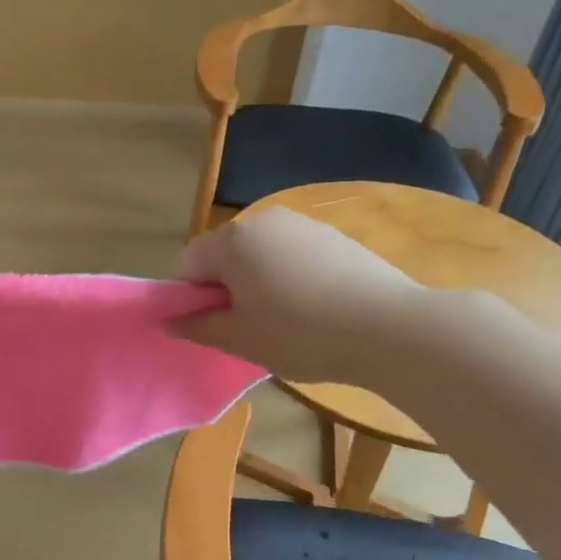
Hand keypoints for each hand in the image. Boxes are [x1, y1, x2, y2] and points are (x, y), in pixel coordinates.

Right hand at [171, 207, 429, 384]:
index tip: (212, 326)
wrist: (390, 328)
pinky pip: (292, 254)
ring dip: (257, 282)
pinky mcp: (333, 236)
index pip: (188, 264)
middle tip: (247, 327)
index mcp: (232, 241)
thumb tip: (169, 322)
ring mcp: (302, 224)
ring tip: (285, 319)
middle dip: (225, 287)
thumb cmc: (300, 334)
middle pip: (223, 254)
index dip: (189, 298)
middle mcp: (262, 220)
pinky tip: (314, 307)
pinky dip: (289, 276)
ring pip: (259, 254)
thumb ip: (198, 327)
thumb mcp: (241, 339)